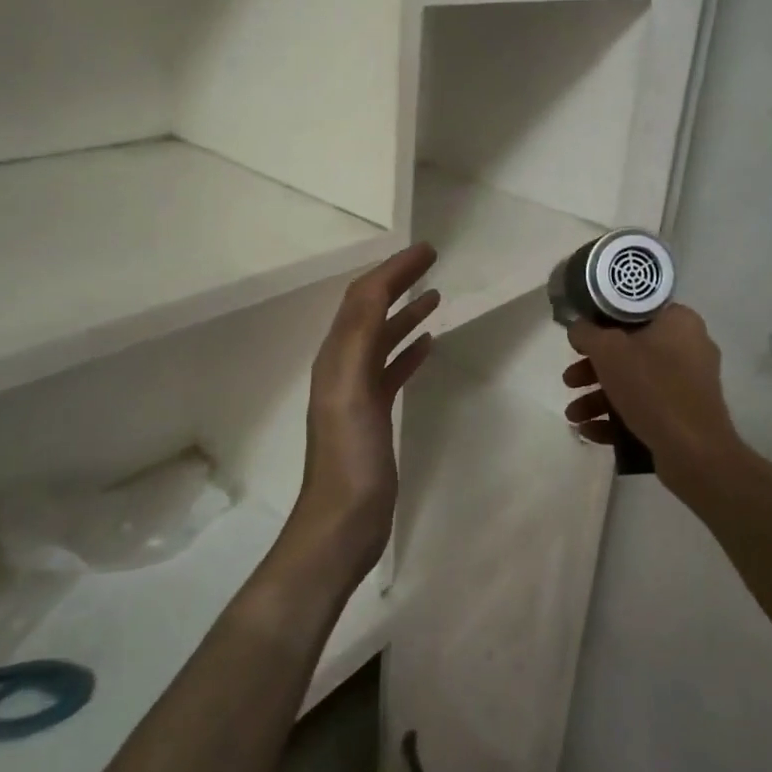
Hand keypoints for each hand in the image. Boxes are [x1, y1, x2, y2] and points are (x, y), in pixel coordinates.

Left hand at [290, 243, 438, 584]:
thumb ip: (361, 339)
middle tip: (431, 261)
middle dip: (397, 281)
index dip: (393, 270)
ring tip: (435, 296)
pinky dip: (408, 349)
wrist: (343, 521)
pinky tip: (428, 344)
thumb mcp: (352, 391)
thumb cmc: (350, 457)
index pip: (364, 298)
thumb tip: (376, 290)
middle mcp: (343, 366)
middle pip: (370, 310)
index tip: (427, 250)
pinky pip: (391, 369)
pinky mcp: (373, 413)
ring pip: (382, 337)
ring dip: (405, 312)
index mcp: (336, 356)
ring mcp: (358, 391)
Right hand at [562, 305, 741, 483]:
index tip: (580, 341)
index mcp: (679, 322)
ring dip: (598, 398)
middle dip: (593, 370)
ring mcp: (689, 385)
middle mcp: (689, 347)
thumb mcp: (608, 350)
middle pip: (630, 351)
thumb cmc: (652, 387)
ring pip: (635, 383)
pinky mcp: (685, 415)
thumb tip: (578, 328)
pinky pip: (646, 408)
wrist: (694, 451)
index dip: (601, 324)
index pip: (634, 312)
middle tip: (570, 381)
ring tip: (573, 415)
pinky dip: (617, 417)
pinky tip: (589, 431)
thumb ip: (586, 333)